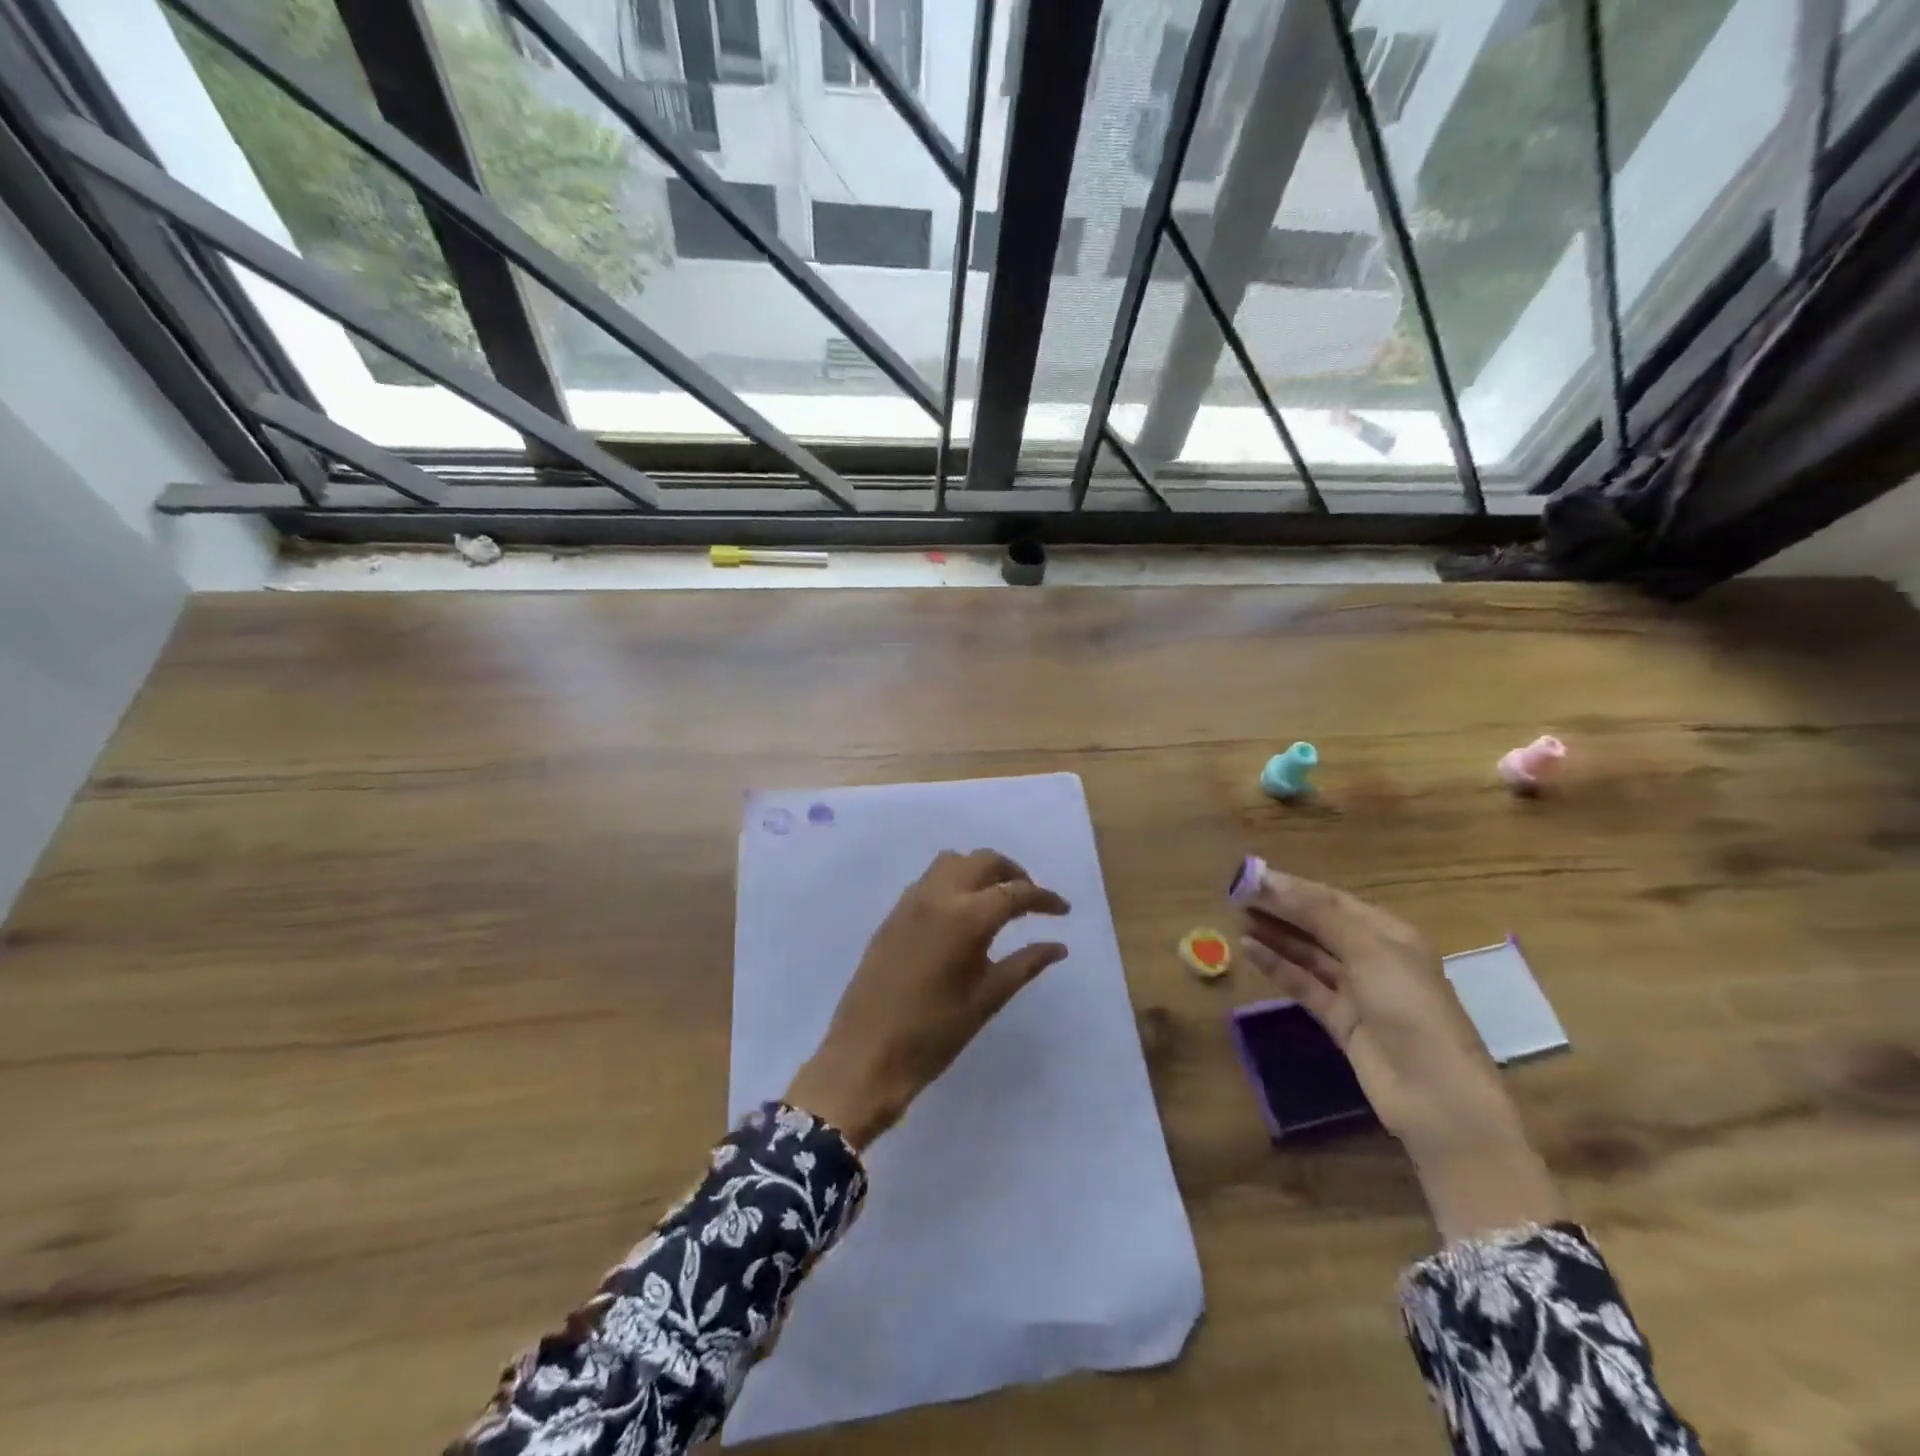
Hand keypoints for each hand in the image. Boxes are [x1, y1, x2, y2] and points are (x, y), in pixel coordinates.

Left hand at [785, 850, 1070, 1150]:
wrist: (865, 1056)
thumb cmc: (933, 1034)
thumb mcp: (986, 1000)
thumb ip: (1025, 964)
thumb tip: (1058, 946)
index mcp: (965, 917)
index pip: (1014, 892)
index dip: (1043, 898)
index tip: (1063, 910)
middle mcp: (937, 896)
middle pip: (983, 861)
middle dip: (1013, 873)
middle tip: (1032, 901)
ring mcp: (910, 902)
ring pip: (952, 862)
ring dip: (980, 871)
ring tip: (998, 901)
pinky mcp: (893, 914)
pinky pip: (930, 880)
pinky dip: (954, 881)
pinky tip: (963, 914)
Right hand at [1238, 866, 1564, 1241]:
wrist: (1436, 1095)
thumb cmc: (1409, 1008)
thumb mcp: (1368, 950)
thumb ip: (1318, 914)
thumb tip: (1271, 880)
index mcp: (1390, 934)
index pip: (1333, 900)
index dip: (1293, 887)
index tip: (1251, 877)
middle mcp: (1373, 957)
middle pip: (1319, 925)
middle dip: (1281, 909)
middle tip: (1236, 895)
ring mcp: (1356, 991)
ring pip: (1308, 954)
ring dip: (1275, 936)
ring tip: (1236, 918)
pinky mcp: (1340, 1020)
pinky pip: (1303, 984)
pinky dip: (1278, 967)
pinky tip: (1249, 950)